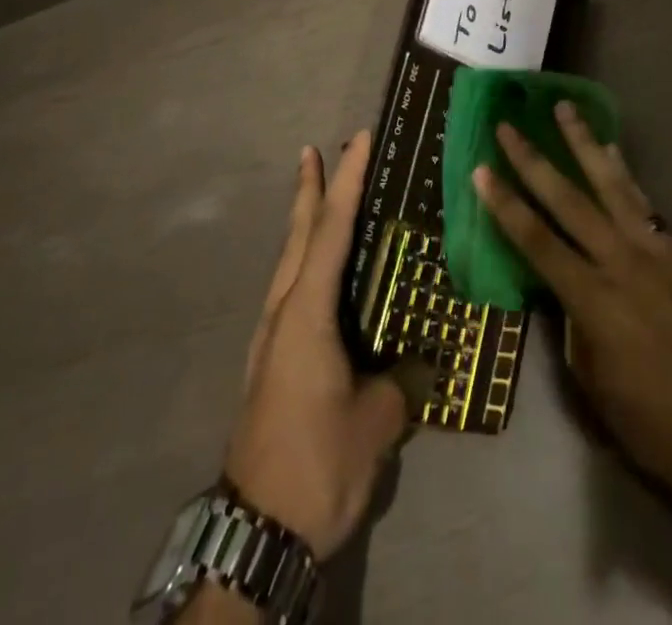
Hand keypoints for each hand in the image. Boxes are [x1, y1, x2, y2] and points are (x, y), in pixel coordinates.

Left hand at [224, 133, 410, 559]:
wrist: (257, 532)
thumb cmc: (318, 465)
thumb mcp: (375, 424)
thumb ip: (398, 381)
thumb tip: (415, 362)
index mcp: (306, 313)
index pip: (331, 230)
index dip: (347, 181)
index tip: (358, 139)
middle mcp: (283, 312)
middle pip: (298, 235)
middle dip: (309, 189)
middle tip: (315, 150)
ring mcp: (271, 337)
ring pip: (288, 261)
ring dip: (303, 222)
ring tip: (315, 193)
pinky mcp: (271, 360)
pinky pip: (290, 289)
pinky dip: (304, 259)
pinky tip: (320, 271)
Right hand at [474, 104, 671, 524]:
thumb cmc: (653, 422)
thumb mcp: (593, 381)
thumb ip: (572, 323)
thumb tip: (561, 287)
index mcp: (592, 300)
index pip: (537, 241)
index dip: (505, 205)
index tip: (480, 169)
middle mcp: (620, 262)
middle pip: (568, 200)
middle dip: (533, 162)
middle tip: (507, 127)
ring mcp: (652, 250)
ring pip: (609, 184)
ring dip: (583, 144)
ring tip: (564, 109)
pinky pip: (641, 200)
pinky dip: (622, 170)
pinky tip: (611, 150)